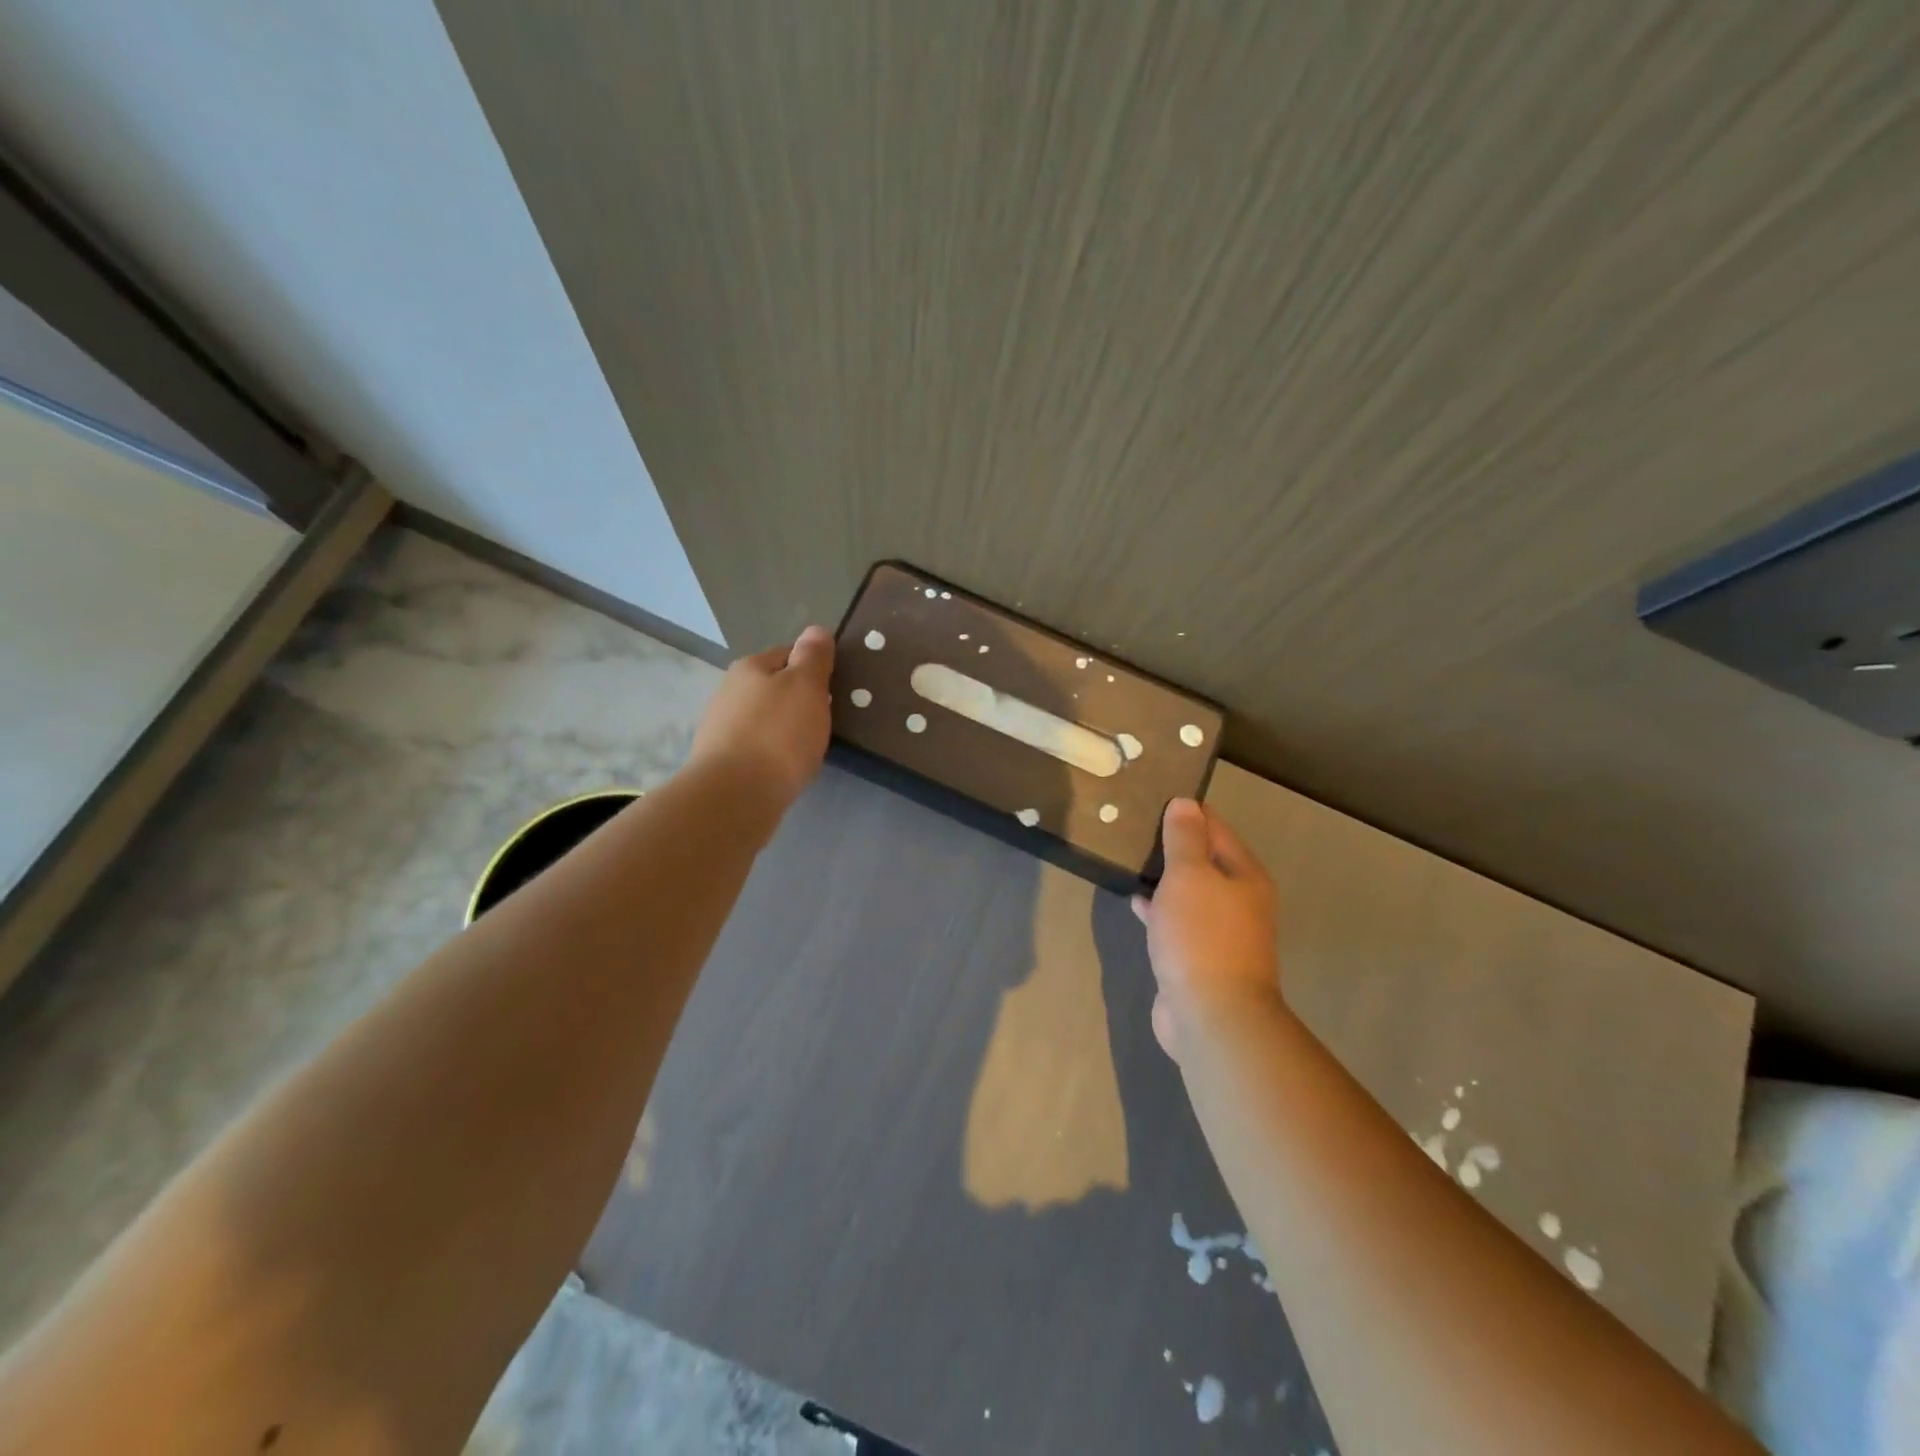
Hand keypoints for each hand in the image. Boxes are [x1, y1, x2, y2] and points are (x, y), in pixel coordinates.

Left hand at [688, 625, 834, 812]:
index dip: (812, 668)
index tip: (833, 689)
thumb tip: (816, 630)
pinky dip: (771, 752)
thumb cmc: (778, 735)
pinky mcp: (720, 760)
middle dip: (797, 699)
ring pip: (763, 718)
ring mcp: (720, 727)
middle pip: (773, 686)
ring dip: (783, 727)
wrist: (735, 796)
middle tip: (824, 720)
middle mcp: (729, 691)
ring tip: (806, 747)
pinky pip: (755, 746)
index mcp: (750, 667)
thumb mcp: (806, 687)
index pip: (787, 654)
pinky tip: (784, 767)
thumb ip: (813, 657)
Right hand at [1131, 798, 1282, 1061]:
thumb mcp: (1190, 875)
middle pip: (1205, 861)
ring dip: (1165, 877)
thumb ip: (1185, 838)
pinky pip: (1176, 921)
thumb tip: (1185, 802)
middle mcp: (1239, 902)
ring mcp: (1220, 933)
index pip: (1216, 829)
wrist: (1212, 1016)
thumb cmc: (1202, 936)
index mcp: (1245, 876)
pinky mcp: (1198, 959)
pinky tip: (1136, 901)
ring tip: (1130, 858)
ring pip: (1189, 892)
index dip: (1188, 812)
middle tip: (1135, 826)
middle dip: (1174, 845)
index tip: (1154, 797)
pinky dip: (1159, 908)